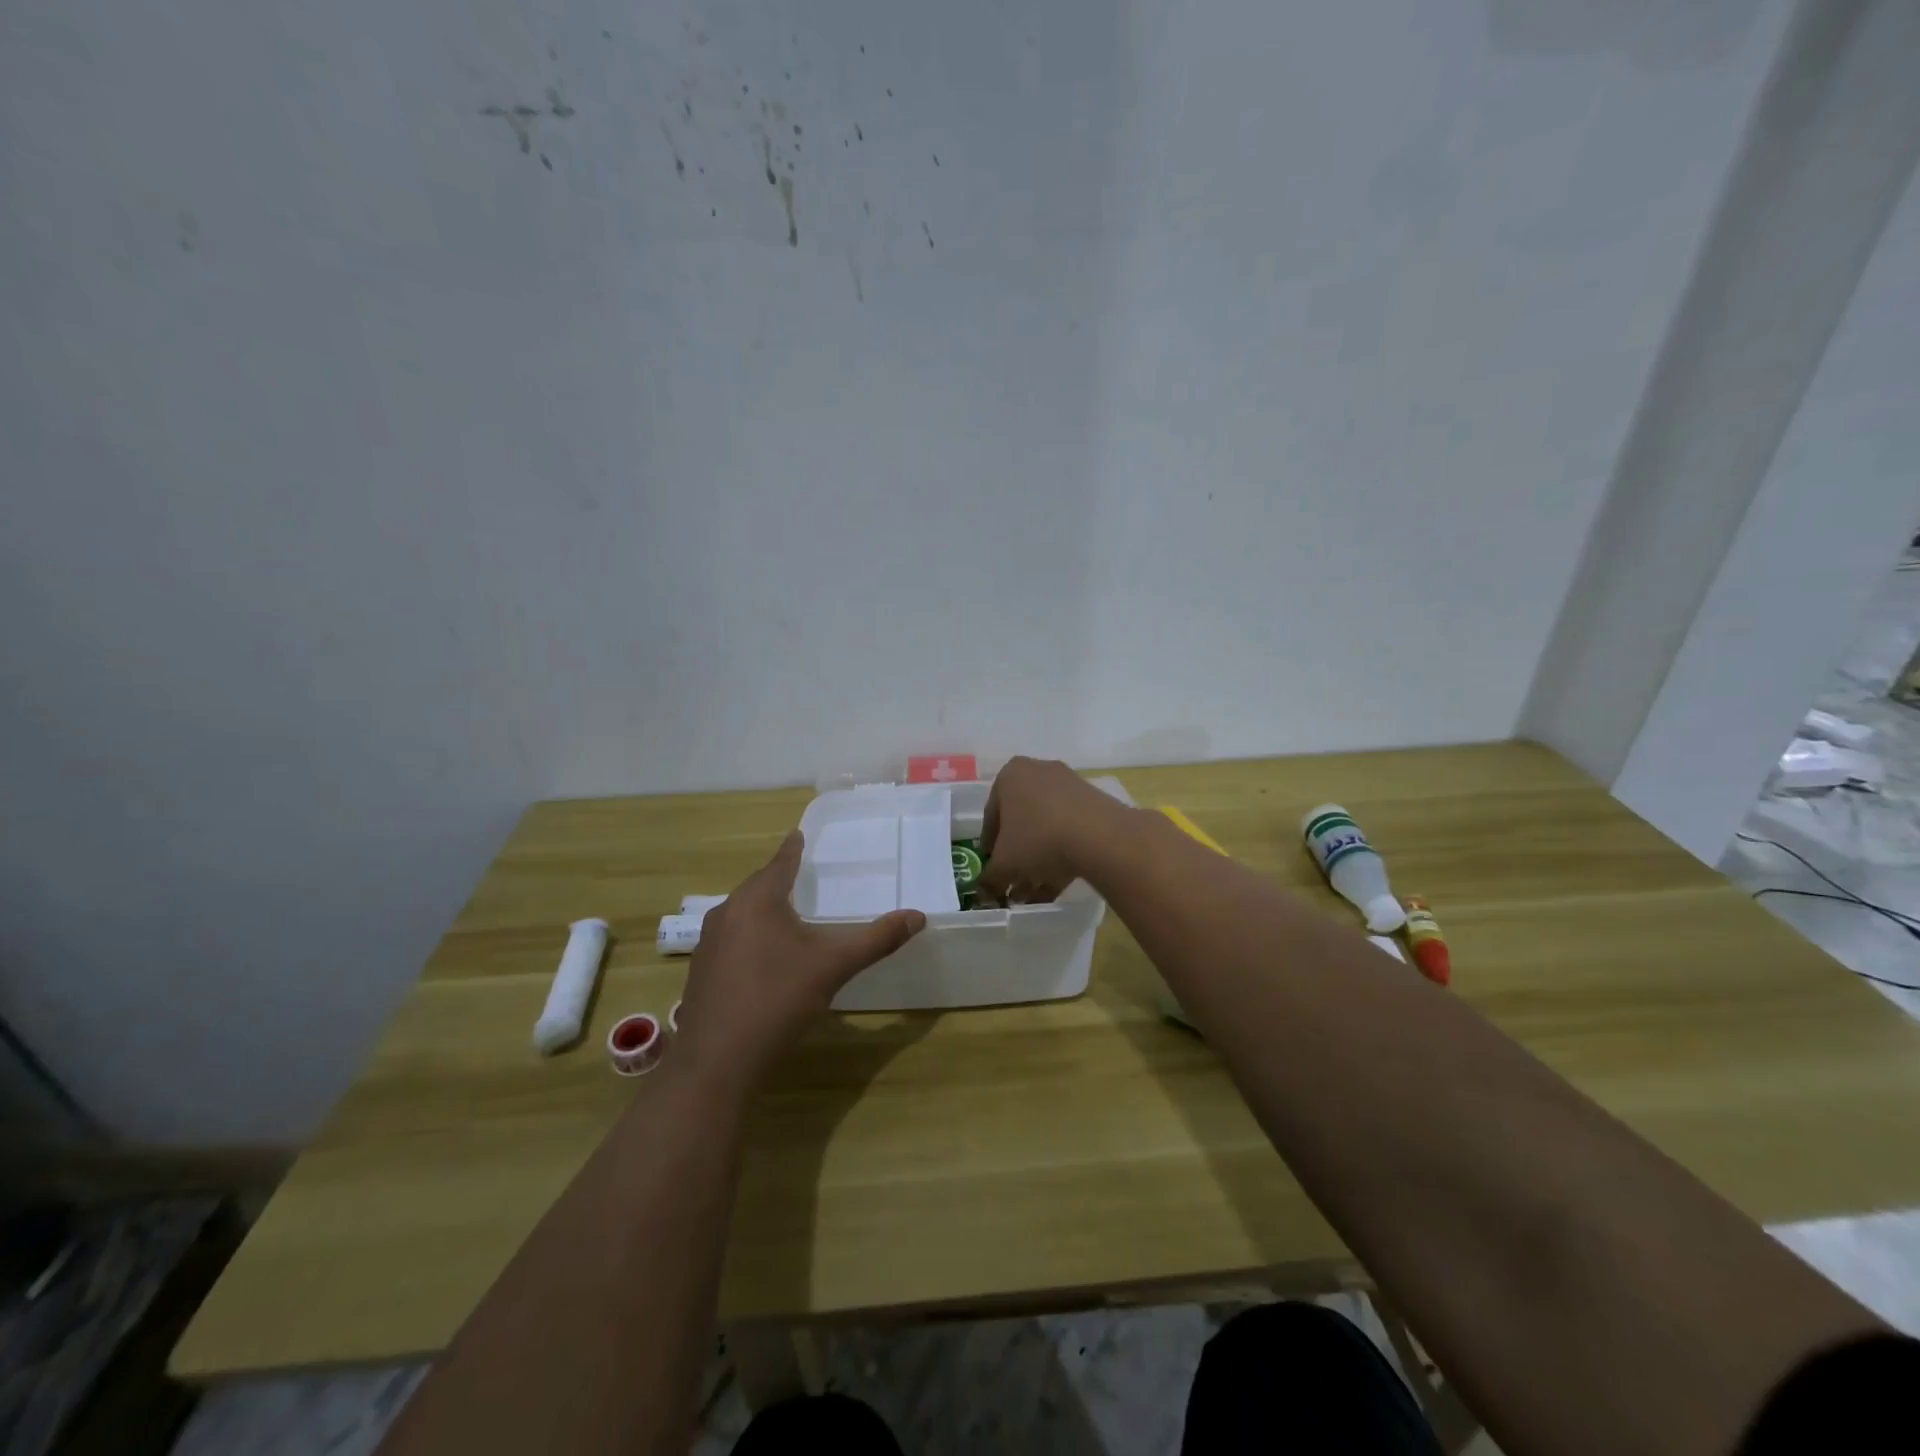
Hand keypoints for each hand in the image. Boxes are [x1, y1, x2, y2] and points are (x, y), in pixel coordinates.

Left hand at [674, 832, 924, 1085]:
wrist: (717, 1062)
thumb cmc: (778, 1000)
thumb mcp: (834, 966)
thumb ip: (876, 939)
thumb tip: (918, 916)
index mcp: (757, 900)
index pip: (780, 863)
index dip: (793, 849)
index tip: (798, 834)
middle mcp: (727, 913)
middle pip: (757, 887)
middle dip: (778, 879)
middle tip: (801, 875)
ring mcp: (709, 944)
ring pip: (741, 914)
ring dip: (763, 910)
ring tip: (787, 913)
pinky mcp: (701, 973)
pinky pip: (731, 939)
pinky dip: (751, 937)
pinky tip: (764, 958)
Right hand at [980, 756, 1131, 903]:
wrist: (1100, 836)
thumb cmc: (1038, 840)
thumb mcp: (1004, 865)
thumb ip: (989, 878)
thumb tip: (985, 889)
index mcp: (1010, 776)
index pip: (992, 816)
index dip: (990, 848)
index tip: (993, 870)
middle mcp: (1039, 772)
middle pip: (1022, 821)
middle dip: (1017, 856)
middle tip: (1015, 883)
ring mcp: (1070, 785)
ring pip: (1046, 828)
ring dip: (1038, 861)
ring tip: (1036, 894)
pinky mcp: (1095, 802)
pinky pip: (1070, 830)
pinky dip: (1062, 855)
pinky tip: (1057, 886)